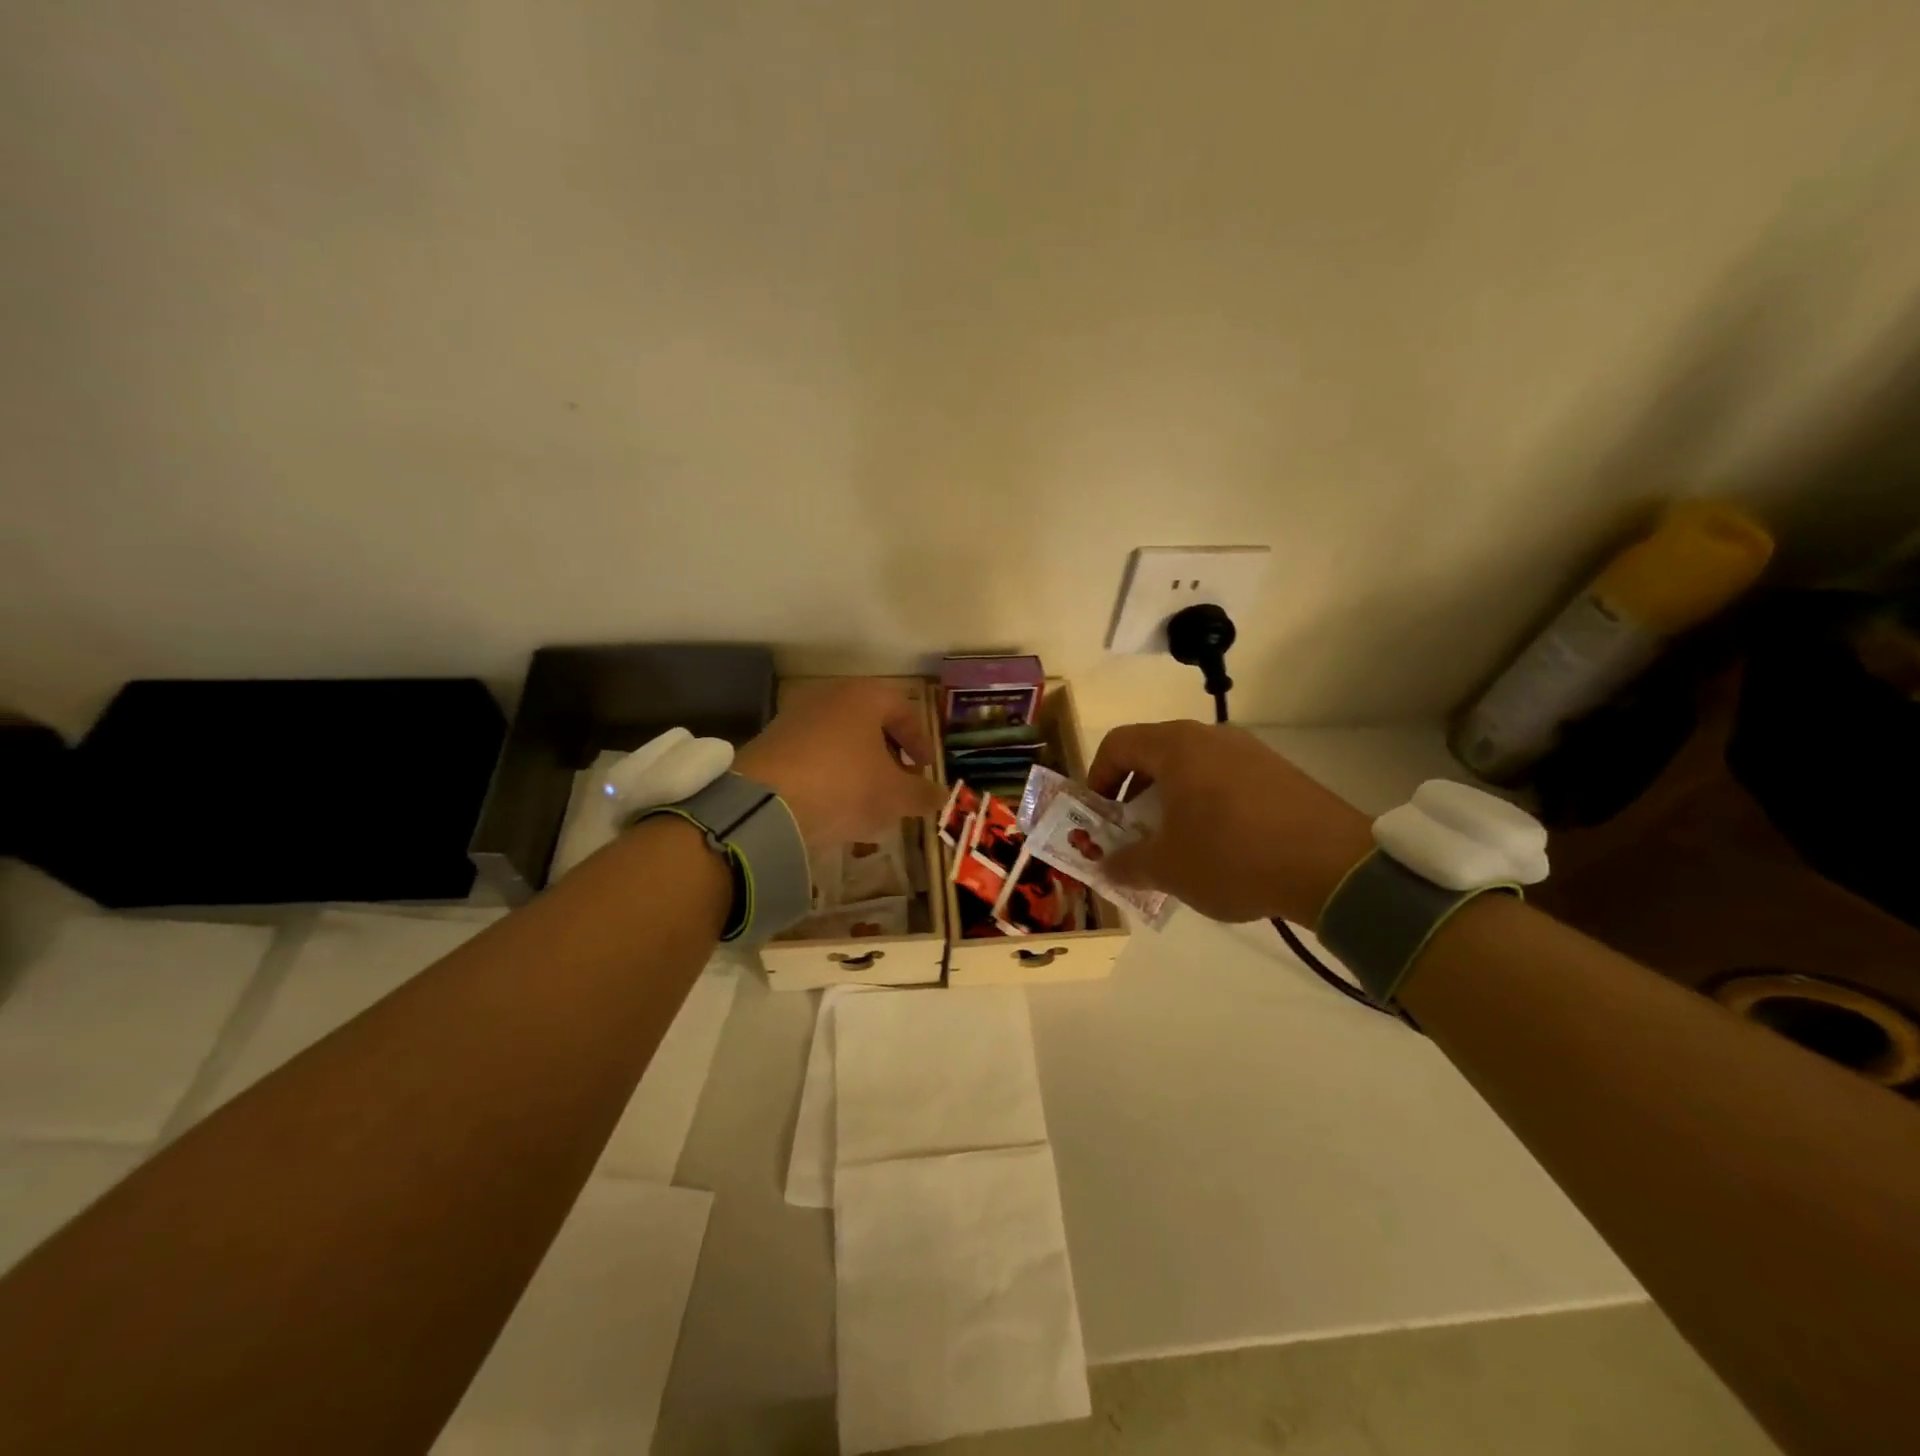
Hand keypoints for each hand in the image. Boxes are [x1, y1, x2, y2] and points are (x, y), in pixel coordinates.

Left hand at [735, 680, 944, 846]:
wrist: (765, 804)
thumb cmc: (845, 787)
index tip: (924, 769)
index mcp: (864, 697)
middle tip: (898, 782)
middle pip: (869, 720)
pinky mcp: (770, 742)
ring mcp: (795, 717)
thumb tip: (941, 795)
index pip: (903, 709)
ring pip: (839, 737)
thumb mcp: (895, 796)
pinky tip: (832, 802)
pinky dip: (829, 772)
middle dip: (888, 752)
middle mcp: (828, 696)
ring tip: (866, 797)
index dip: (920, 740)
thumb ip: (922, 794)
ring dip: (858, 763)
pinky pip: (812, 753)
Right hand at [1088, 720, 1374, 925]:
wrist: (1334, 866)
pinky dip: (1207, 805)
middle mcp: (1210, 737)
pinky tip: (1221, 847)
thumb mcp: (1167, 868)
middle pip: (1154, 754)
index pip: (1117, 744)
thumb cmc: (1232, 856)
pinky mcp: (1279, 773)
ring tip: (1176, 845)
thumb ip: (1126, 864)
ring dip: (1171, 802)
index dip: (1097, 778)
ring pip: (1192, 768)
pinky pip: (1226, 780)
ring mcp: (1250, 752)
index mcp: (1175, 747)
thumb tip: (1107, 866)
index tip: (1098, 815)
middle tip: (1133, 834)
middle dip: (1134, 794)